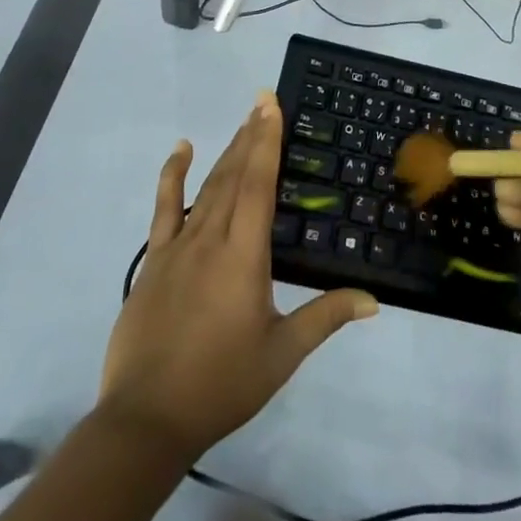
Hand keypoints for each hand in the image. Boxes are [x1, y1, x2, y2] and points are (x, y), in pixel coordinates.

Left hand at [99, 94, 378, 461]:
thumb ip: (325, 317)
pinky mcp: (154, 260)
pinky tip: (182, 149)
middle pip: (233, 176)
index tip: (271, 106)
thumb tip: (373, 300)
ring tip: (242, 122)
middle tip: (263, 101)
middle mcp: (210, 238)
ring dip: (226, 151)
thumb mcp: (281, 353)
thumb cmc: (221, 384)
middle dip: (251, 136)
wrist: (147, 419)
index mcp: (244, 256)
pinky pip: (163, 207)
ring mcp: (178, 246)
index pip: (258, 185)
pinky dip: (173, 175)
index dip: (266, 142)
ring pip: (206, 186)